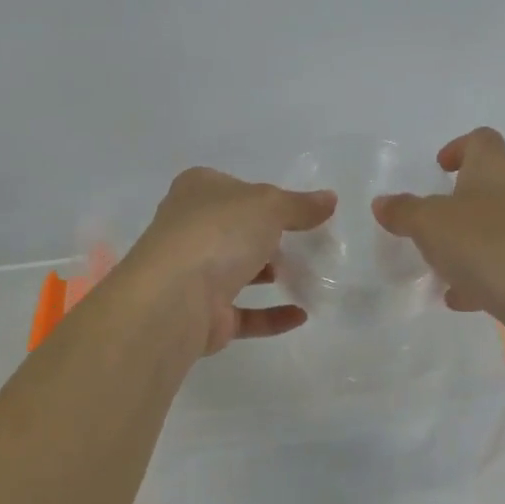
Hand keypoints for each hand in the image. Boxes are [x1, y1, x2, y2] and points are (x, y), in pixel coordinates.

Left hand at [124, 167, 336, 357]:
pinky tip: (301, 315)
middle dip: (267, 237)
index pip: (235, 188)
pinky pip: (243, 313)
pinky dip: (270, 315)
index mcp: (197, 190)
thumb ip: (300, 205)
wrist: (174, 298)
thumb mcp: (269, 206)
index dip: (265, 197)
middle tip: (306, 243)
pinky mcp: (201, 315)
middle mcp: (189, 228)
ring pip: (236, 271)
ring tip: (306, 275)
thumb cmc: (219, 232)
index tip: (297, 210)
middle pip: (235, 229)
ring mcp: (192, 273)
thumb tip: (330, 199)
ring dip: (268, 274)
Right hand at [372, 128, 504, 361]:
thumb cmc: (491, 249)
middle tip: (425, 224)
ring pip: (492, 231)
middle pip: (487, 187)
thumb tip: (384, 202)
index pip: (482, 141)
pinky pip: (502, 268)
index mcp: (496, 173)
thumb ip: (405, 211)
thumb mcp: (431, 225)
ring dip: (464, 245)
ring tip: (435, 265)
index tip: (438, 169)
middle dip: (454, 204)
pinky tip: (457, 298)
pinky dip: (478, 279)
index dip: (459, 147)